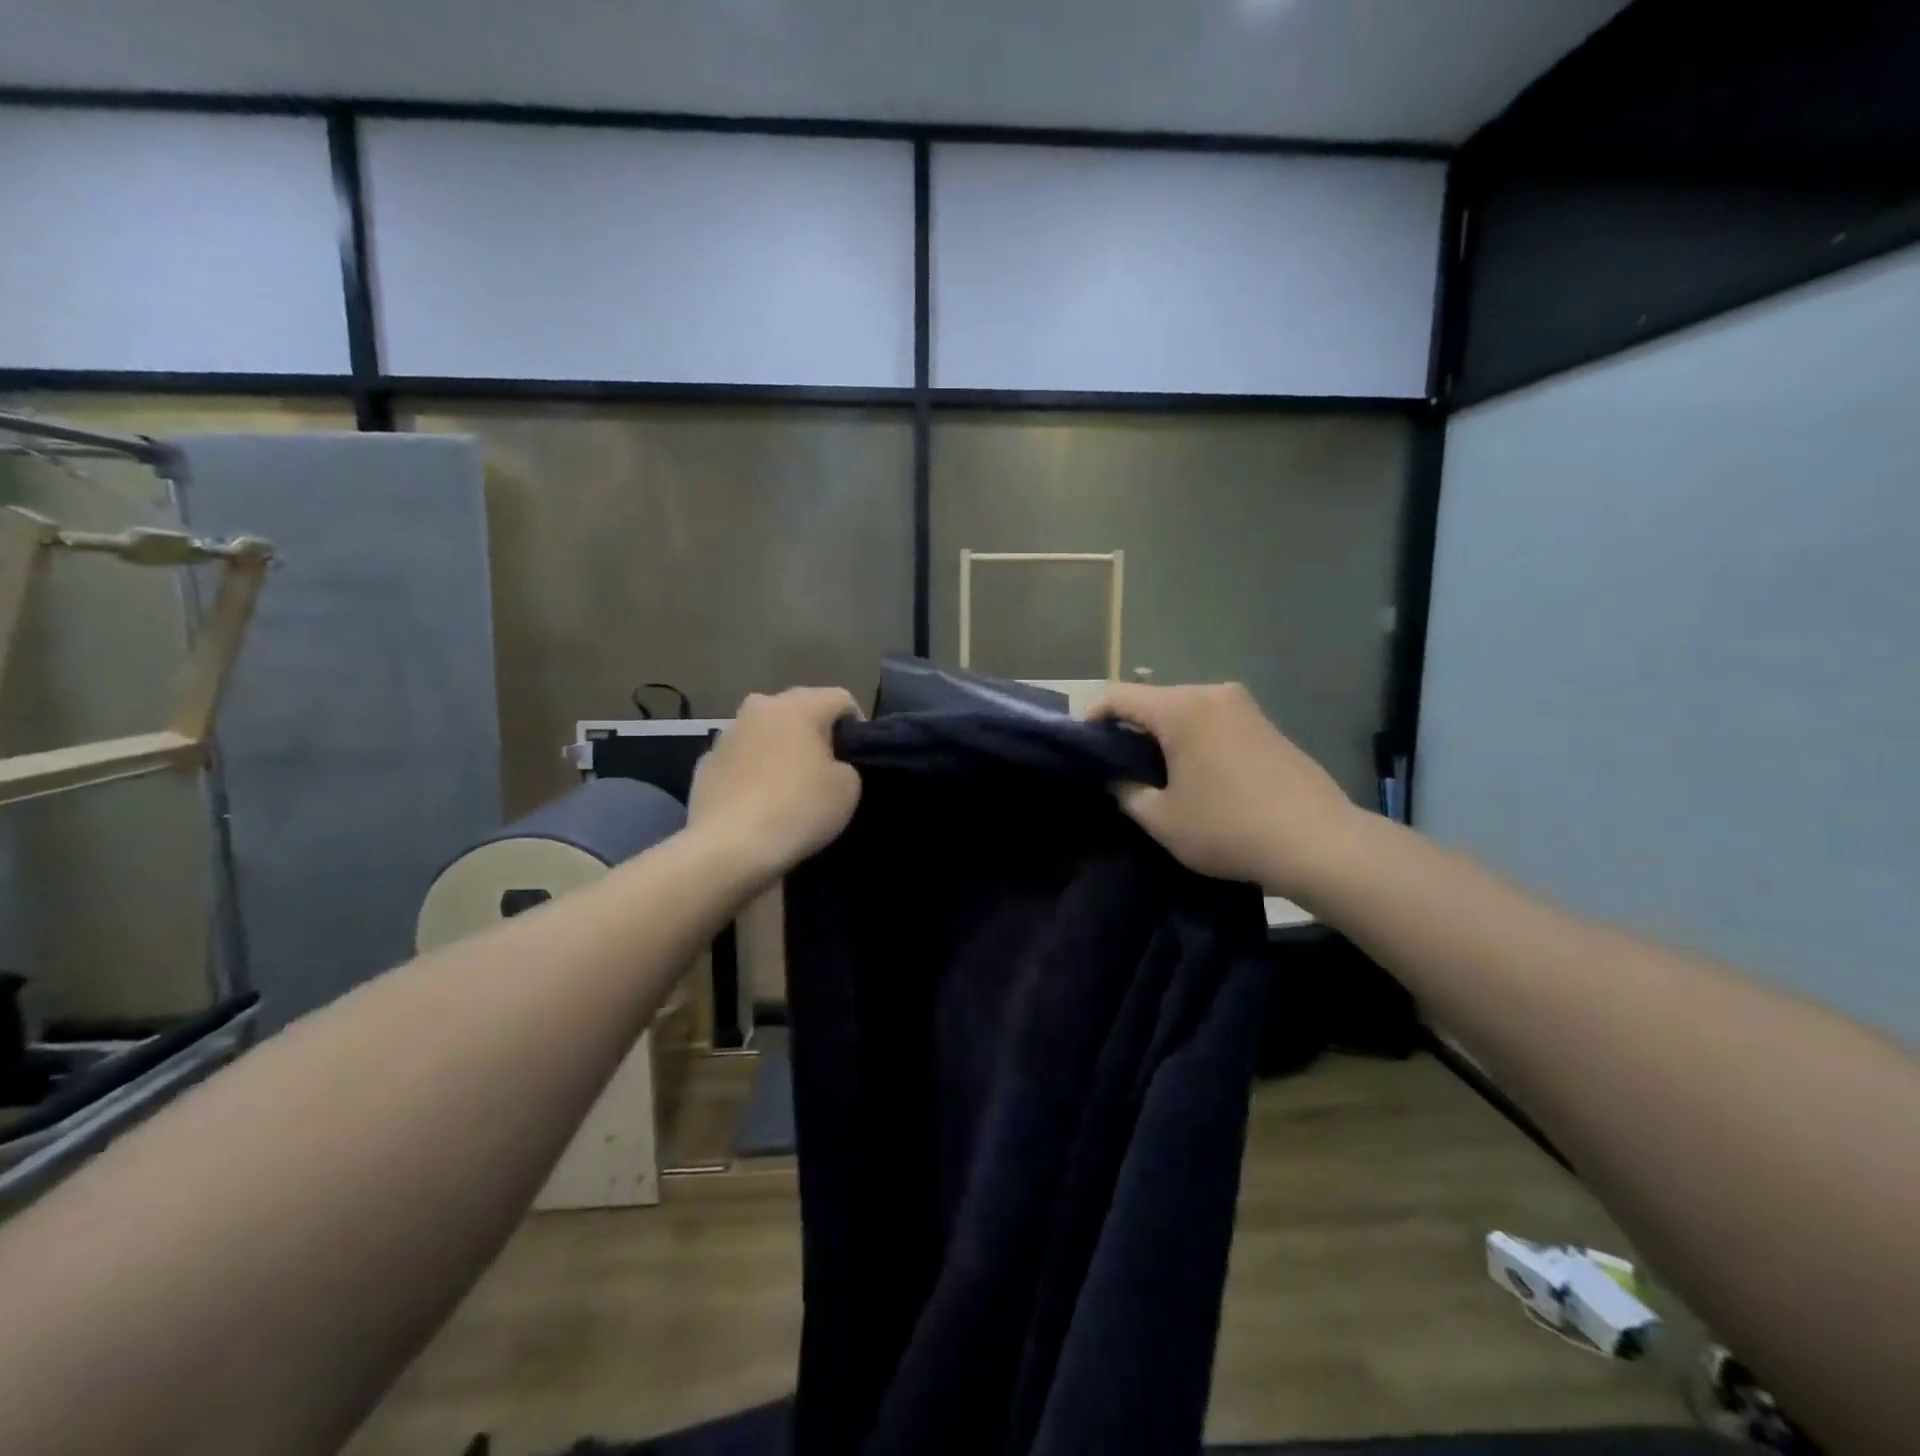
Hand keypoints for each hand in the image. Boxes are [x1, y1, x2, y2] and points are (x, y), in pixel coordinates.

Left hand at [688, 687, 863, 882]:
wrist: (728, 849)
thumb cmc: (797, 810)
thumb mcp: (848, 788)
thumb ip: (845, 764)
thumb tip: (827, 764)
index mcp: (796, 706)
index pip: (841, 699)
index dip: (858, 726)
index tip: (858, 758)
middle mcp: (758, 707)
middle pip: (799, 710)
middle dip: (816, 733)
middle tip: (827, 769)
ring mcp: (725, 734)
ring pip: (766, 733)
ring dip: (781, 749)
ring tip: (790, 786)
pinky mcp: (705, 763)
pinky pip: (742, 759)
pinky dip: (754, 772)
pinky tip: (759, 802)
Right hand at [1091, 683, 1361, 897]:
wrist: (1318, 842)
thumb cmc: (1229, 828)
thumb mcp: (1162, 819)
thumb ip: (1126, 792)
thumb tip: (1115, 779)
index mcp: (1181, 708)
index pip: (1118, 697)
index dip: (1091, 718)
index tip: (1081, 747)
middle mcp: (1212, 693)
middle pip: (1153, 700)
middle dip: (1129, 728)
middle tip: (1115, 765)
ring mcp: (1243, 706)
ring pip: (1184, 710)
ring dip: (1162, 734)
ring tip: (1154, 772)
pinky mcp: (1264, 723)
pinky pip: (1212, 720)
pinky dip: (1192, 738)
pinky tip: (1195, 773)